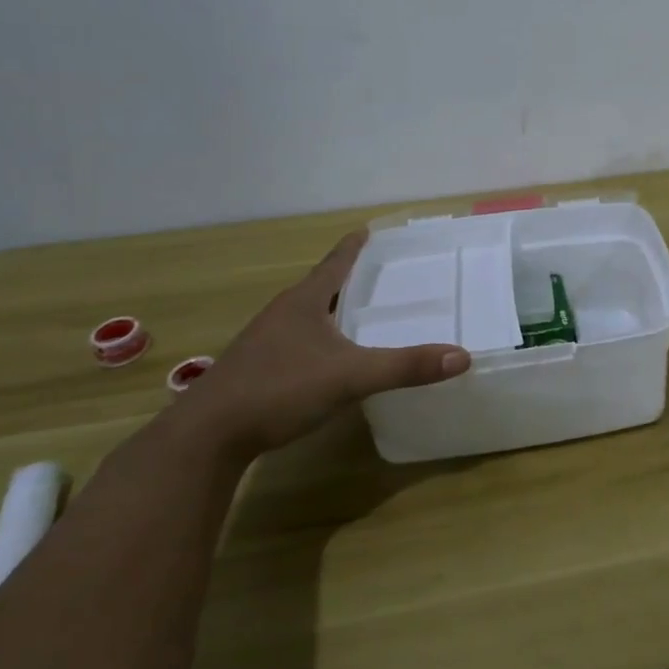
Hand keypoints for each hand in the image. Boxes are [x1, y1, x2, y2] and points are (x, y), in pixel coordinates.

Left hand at [188, 230, 469, 457]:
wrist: (206, 438)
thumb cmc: (278, 389)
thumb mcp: (350, 377)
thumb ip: (405, 367)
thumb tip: (462, 357)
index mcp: (304, 302)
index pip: (335, 263)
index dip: (354, 247)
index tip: (370, 230)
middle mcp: (282, 314)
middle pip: (321, 287)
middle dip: (349, 279)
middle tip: (381, 275)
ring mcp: (264, 342)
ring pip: (307, 316)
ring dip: (332, 310)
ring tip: (360, 314)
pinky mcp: (256, 370)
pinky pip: (297, 342)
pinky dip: (319, 340)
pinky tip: (330, 359)